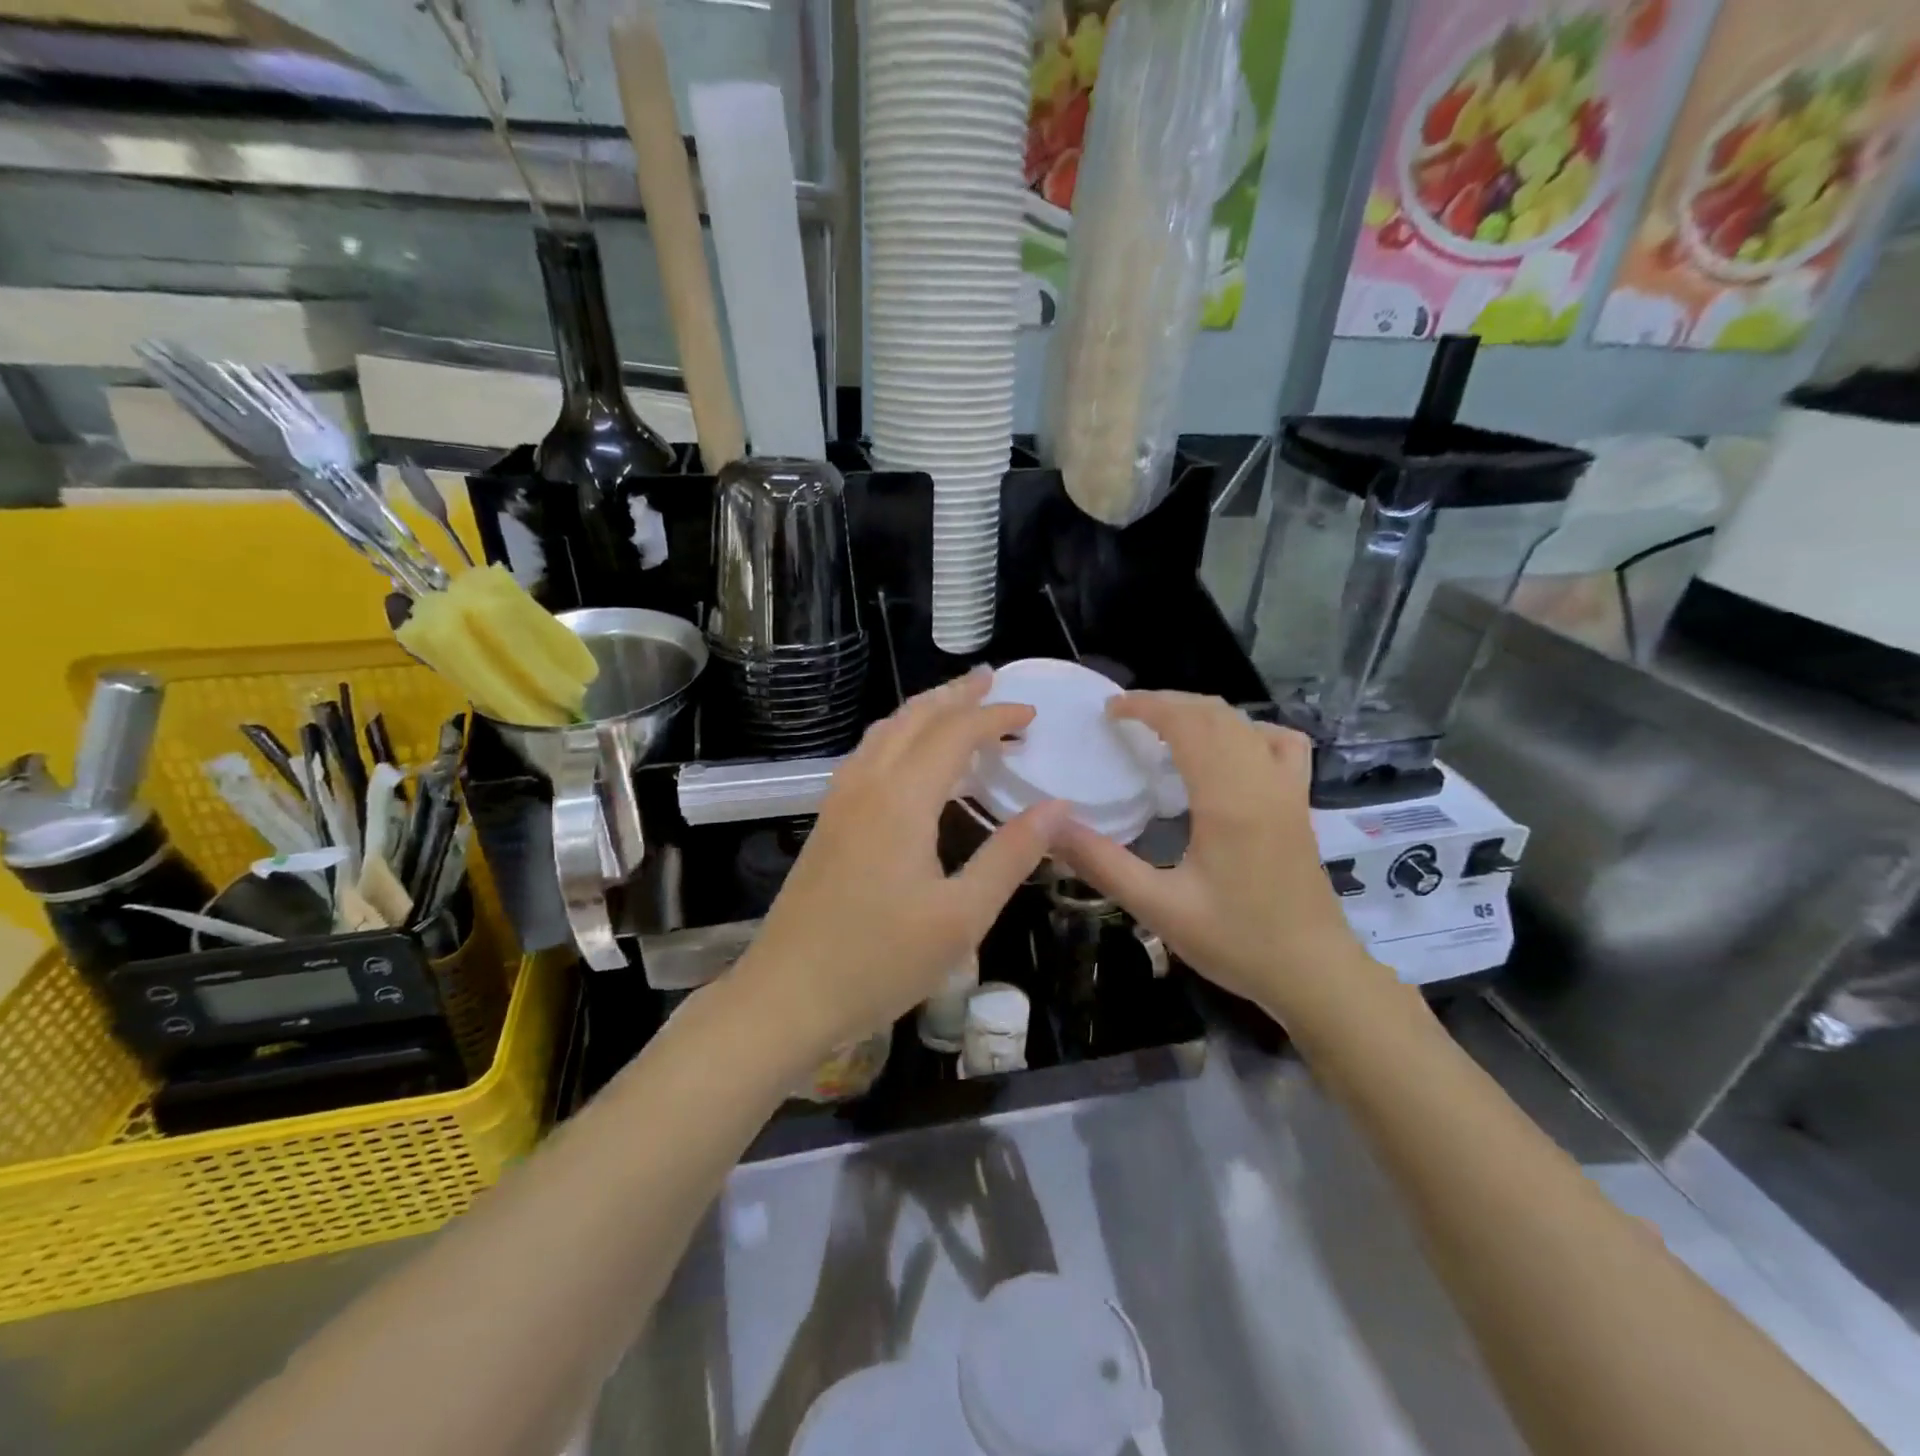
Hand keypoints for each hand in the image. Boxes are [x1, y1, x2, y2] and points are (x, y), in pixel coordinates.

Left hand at [734, 668, 1065, 1056]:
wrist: (787, 994)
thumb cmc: (879, 962)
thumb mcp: (961, 918)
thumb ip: (1010, 855)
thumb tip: (1058, 807)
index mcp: (902, 800)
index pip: (955, 734)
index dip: (995, 716)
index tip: (1031, 713)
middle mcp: (867, 785)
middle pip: (914, 718)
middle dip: (956, 695)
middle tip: (993, 680)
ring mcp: (839, 801)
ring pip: (885, 732)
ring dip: (924, 710)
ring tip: (957, 704)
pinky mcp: (828, 821)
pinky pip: (868, 754)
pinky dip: (899, 735)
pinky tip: (910, 755)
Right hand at [1052, 692, 1388, 1021]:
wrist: (1314, 973)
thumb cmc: (1236, 941)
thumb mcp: (1158, 907)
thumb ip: (1102, 863)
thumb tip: (1050, 827)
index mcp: (1228, 799)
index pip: (1186, 723)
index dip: (1146, 706)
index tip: (1109, 711)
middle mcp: (1261, 780)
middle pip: (1215, 714)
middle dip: (1167, 703)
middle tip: (1124, 716)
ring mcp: (1287, 789)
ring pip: (1245, 723)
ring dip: (1201, 713)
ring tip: (1164, 726)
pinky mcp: (1299, 803)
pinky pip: (1279, 744)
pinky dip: (1247, 730)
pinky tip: (1228, 750)